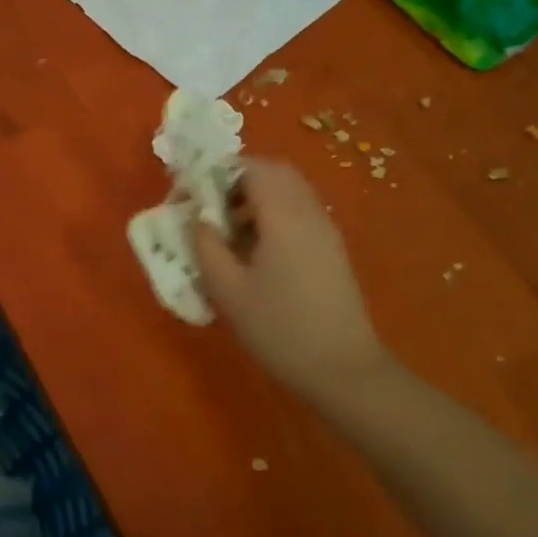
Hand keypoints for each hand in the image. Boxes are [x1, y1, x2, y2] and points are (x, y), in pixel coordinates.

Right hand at [192, 159, 391, 403]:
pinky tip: (257, 252)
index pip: (252, 166)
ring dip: (257, 198)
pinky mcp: (332, 249)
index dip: (219, 171)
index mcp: (283, 215)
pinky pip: (301, 212)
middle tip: (211, 209)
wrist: (343, 369)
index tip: (194, 194)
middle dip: (238, 180)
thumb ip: (206, 246)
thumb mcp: (228, 290)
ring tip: (230, 232)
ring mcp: (326, 230)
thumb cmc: (279, 328)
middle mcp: (309, 212)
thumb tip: (197, 216)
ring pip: (290, 191)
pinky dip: (275, 214)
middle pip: (275, 172)